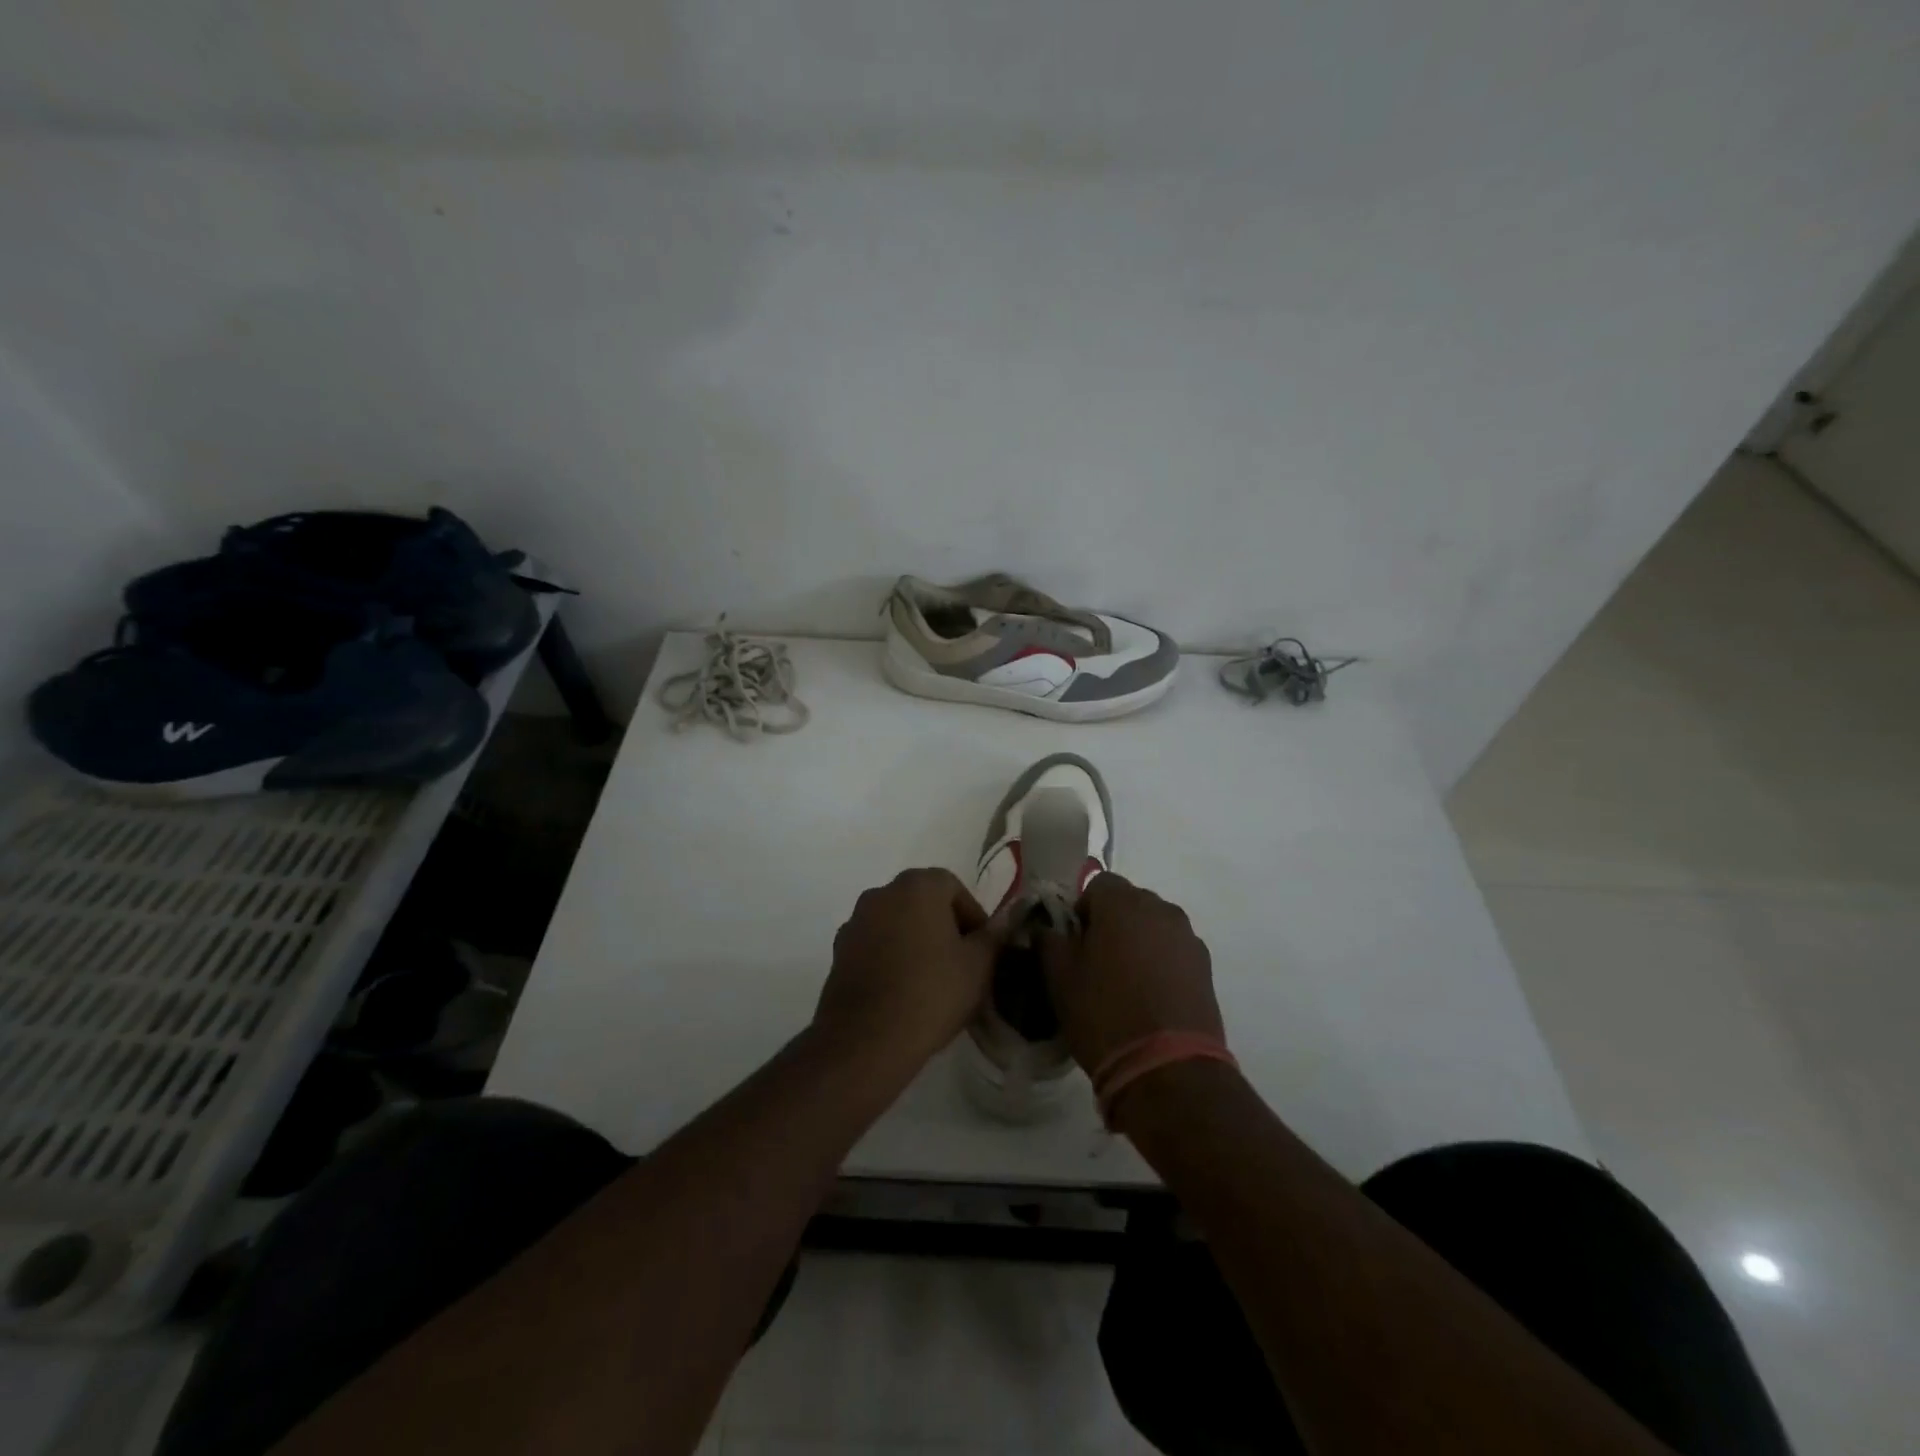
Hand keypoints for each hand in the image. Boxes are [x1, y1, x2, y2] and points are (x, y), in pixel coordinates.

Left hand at [814, 868, 1000, 1077]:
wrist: (866, 1039)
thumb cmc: (931, 993)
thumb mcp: (978, 966)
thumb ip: (993, 936)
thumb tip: (1005, 919)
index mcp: (917, 886)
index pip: (954, 887)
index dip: (973, 916)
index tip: (982, 949)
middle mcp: (882, 893)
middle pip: (923, 902)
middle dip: (944, 927)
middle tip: (962, 964)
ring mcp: (855, 922)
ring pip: (897, 923)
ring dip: (915, 941)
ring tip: (932, 980)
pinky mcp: (839, 952)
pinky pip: (875, 945)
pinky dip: (891, 958)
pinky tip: (903, 991)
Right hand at [1040, 873, 1224, 1075]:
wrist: (1168, 1069)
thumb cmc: (1104, 1014)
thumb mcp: (1058, 978)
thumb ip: (1048, 940)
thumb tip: (1047, 927)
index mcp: (1122, 903)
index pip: (1097, 884)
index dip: (1082, 909)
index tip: (1074, 942)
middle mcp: (1160, 909)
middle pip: (1130, 902)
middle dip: (1112, 923)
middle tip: (1096, 962)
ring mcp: (1188, 938)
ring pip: (1154, 926)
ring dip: (1139, 942)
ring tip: (1126, 982)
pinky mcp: (1206, 967)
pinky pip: (1174, 951)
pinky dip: (1161, 963)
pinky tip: (1150, 997)